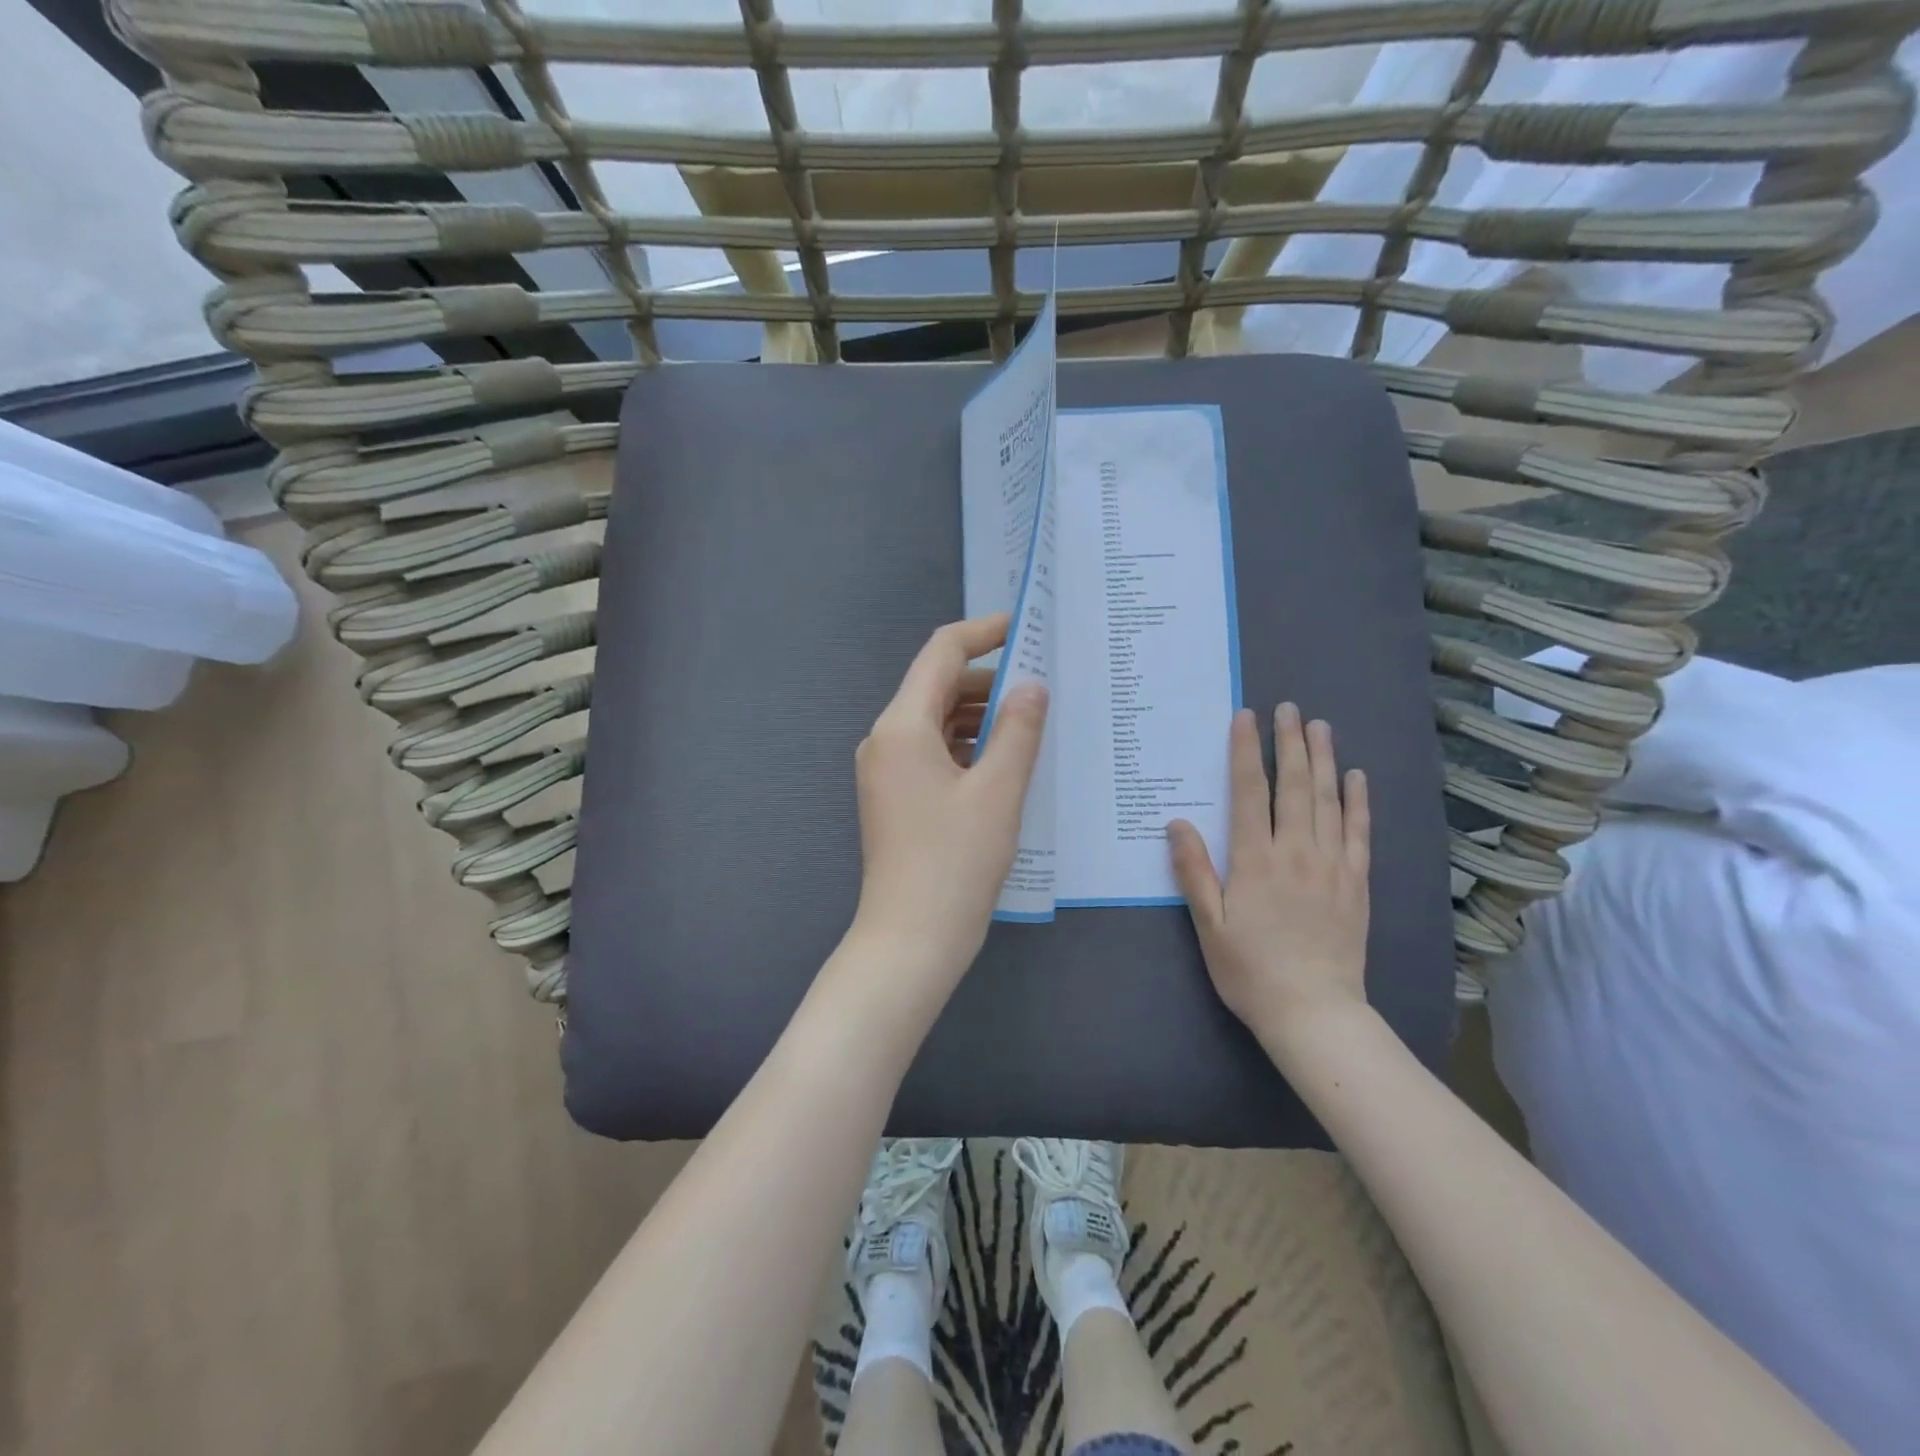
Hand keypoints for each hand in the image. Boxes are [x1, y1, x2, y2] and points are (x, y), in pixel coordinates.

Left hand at [850, 614, 1048, 992]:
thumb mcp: (998, 791)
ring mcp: (887, 770)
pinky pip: (934, 752)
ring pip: (938, 721)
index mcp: (902, 726)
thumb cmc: (955, 862)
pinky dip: (968, 746)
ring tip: (1033, 722)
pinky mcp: (896, 796)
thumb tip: (1032, 684)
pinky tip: (1006, 760)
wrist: (911, 939)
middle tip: (1044, 685)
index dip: (984, 632)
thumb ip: (1018, 729)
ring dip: (981, 715)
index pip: (942, 653)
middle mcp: (886, 739)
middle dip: (989, 679)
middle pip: (938, 686)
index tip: (1026, 628)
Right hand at [1167, 703, 1370, 1044]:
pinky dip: (1358, 801)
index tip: (1246, 718)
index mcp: (1256, 860)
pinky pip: (1358, 832)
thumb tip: (1177, 822)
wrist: (1314, 1012)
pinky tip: (1357, 777)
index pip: (1250, 792)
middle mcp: (1297, 852)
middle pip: (1294, 786)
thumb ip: (1194, 871)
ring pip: (1328, 800)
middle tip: (1289, 708)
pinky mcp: (1356, 883)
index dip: (1247, 751)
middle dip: (1290, 743)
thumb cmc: (1250, 969)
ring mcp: (1332, 865)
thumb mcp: (1209, 924)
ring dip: (1324, 760)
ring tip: (1320, 727)